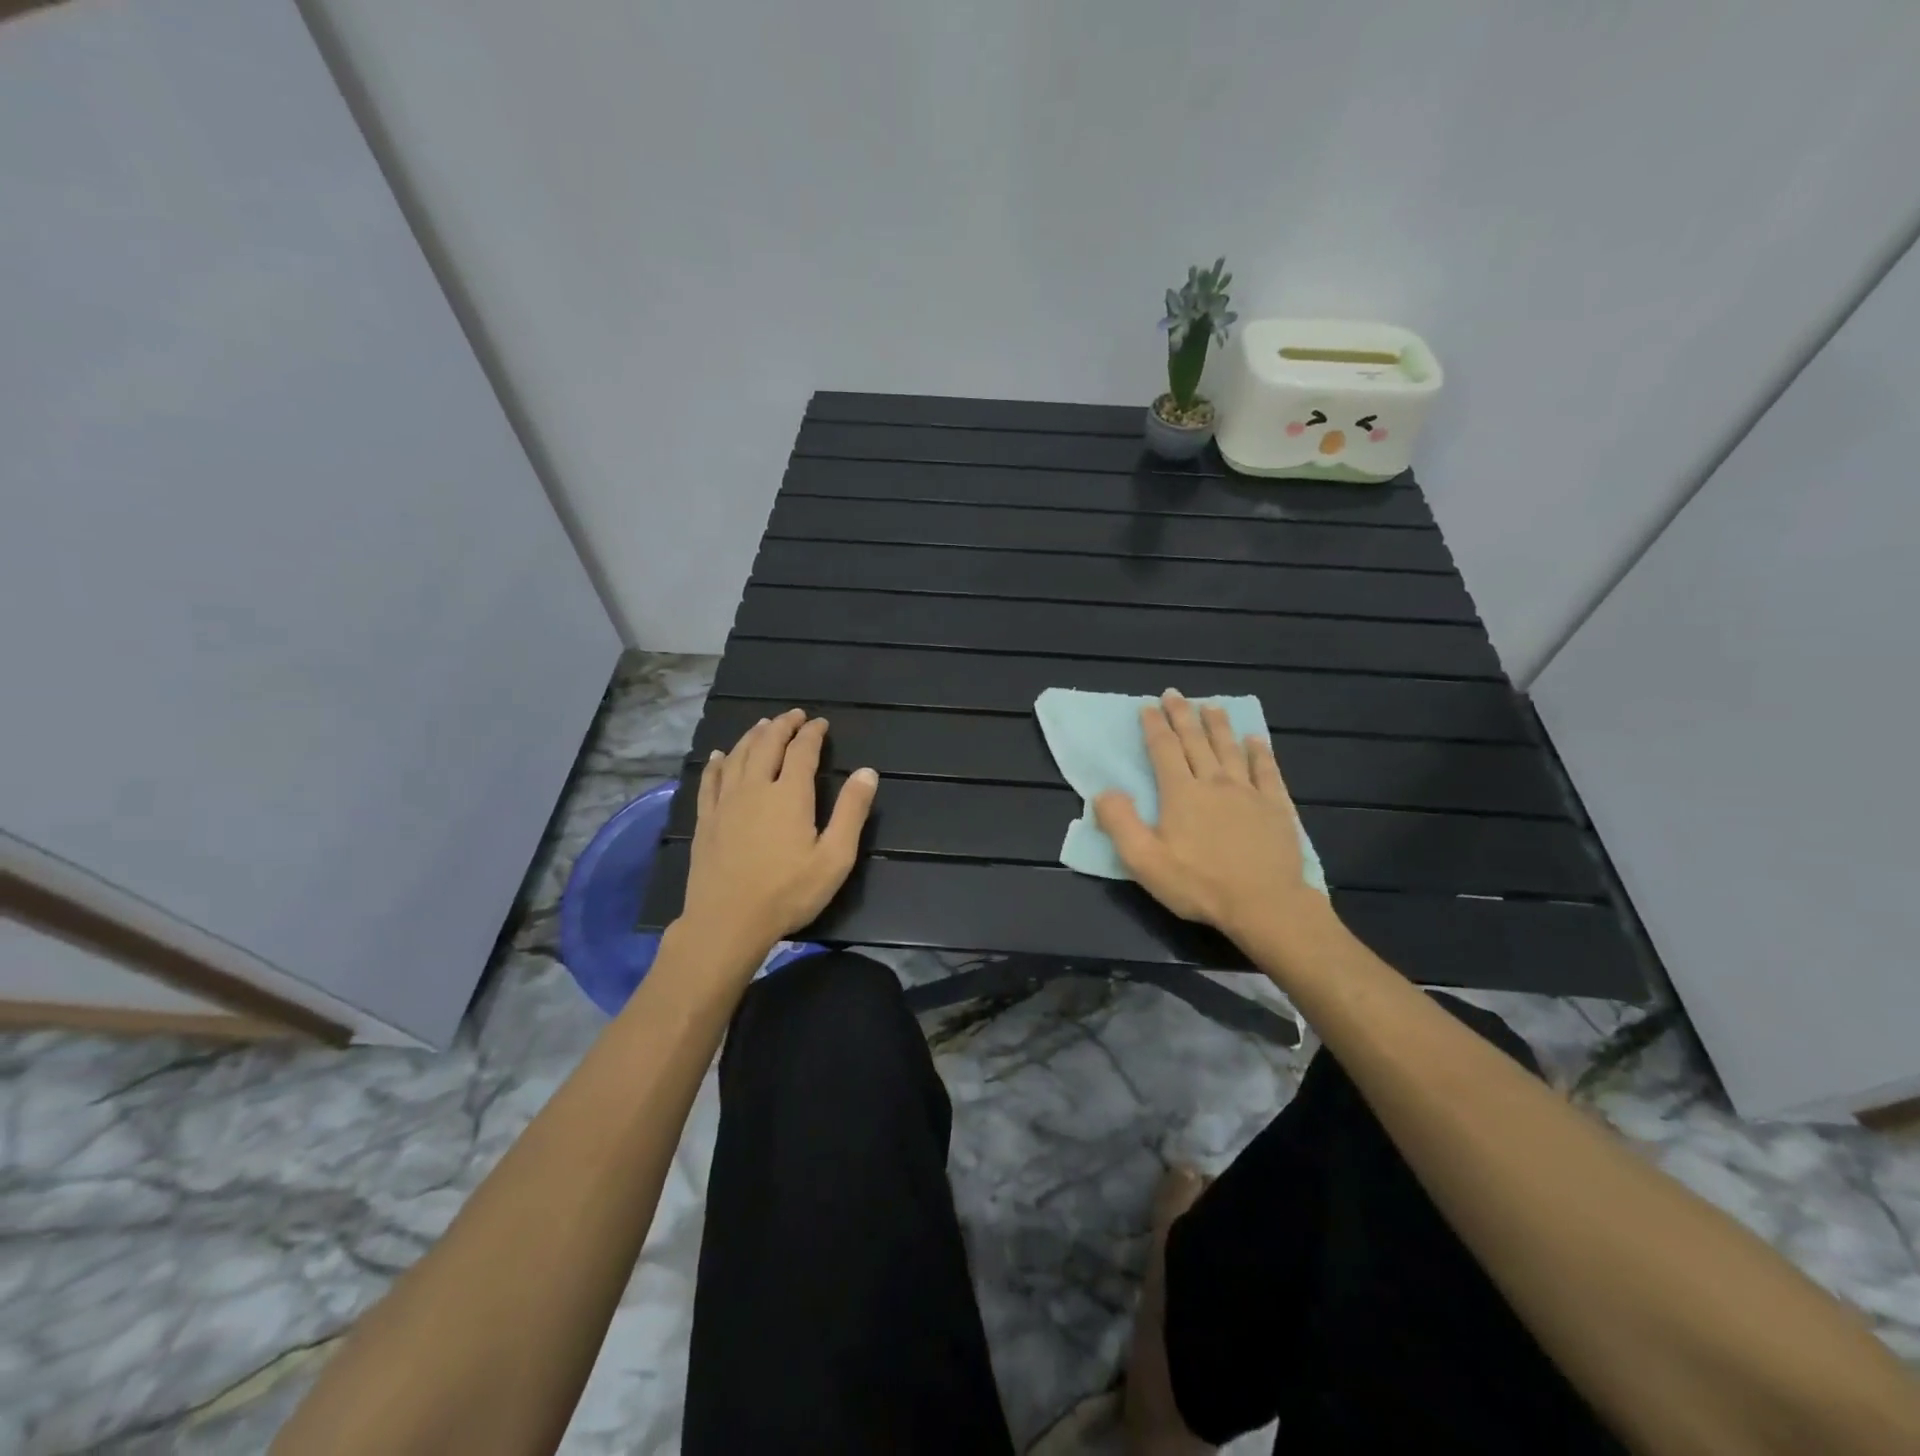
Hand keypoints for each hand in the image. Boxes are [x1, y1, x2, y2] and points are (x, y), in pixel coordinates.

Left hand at [677, 709, 877, 963]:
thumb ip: (851, 812)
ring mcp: (726, 803)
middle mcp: (755, 788)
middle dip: (783, 726)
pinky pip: (710, 780)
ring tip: (763, 725)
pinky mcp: (706, 820)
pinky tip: (720, 756)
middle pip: (767, 744)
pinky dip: (717, 763)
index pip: (802, 751)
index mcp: (790, 795)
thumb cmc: (788, 893)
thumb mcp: (834, 858)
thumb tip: (867, 772)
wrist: (727, 922)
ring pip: (738, 756)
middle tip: (794, 715)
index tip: (820, 723)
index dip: (812, 733)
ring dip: (752, 736)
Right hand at [1093, 691, 1335, 949]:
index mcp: (1181, 793)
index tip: (1148, 706)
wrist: (1264, 905)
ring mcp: (1249, 792)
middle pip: (1196, 741)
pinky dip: (1260, 752)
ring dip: (1219, 725)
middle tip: (1175, 694)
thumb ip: (1121, 823)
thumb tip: (1103, 792)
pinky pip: (1267, 771)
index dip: (1155, 726)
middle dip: (1183, 715)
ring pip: (1230, 749)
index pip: (1164, 750)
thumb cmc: (1199, 884)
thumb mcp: (1145, 861)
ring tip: (1211, 705)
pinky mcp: (1276, 807)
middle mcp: (1214, 783)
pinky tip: (1256, 740)